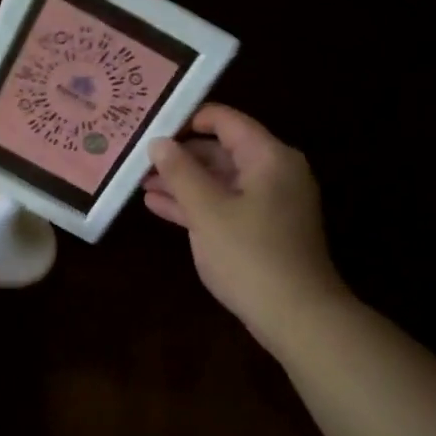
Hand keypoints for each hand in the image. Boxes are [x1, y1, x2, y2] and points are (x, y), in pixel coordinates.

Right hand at [143, 104, 347, 350]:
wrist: (297, 317)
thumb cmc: (250, 255)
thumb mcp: (207, 211)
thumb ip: (180, 172)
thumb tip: (158, 141)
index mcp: (269, 157)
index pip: (225, 120)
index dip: (187, 118)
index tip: (150, 124)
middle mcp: (274, 172)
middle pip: (222, 150)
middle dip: (180, 155)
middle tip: (139, 157)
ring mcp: (270, 203)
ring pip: (220, 180)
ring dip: (183, 181)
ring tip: (140, 182)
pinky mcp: (263, 229)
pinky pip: (225, 205)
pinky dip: (196, 204)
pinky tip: (158, 206)